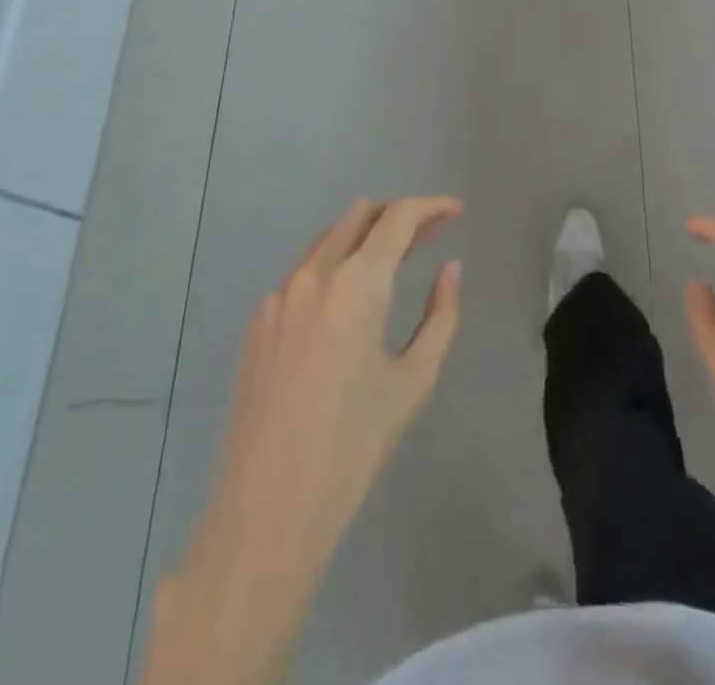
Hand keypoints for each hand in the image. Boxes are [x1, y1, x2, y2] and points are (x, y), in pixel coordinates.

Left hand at [146, 197, 461, 684]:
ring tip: (394, 262)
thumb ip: (441, 315)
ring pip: (328, 239)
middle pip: (359, 214)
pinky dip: (333, 268)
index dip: (432, 206)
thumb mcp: (414, 380)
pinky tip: (347, 305)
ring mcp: (278, 296)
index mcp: (356, 284)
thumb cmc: (353, 446)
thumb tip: (450, 269)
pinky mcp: (257, 322)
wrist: (267, 509)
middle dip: (398, 215)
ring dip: (364, 237)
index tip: (457, 212)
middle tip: (430, 236)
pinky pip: (302, 274)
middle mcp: (313, 275)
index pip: (399, 218)